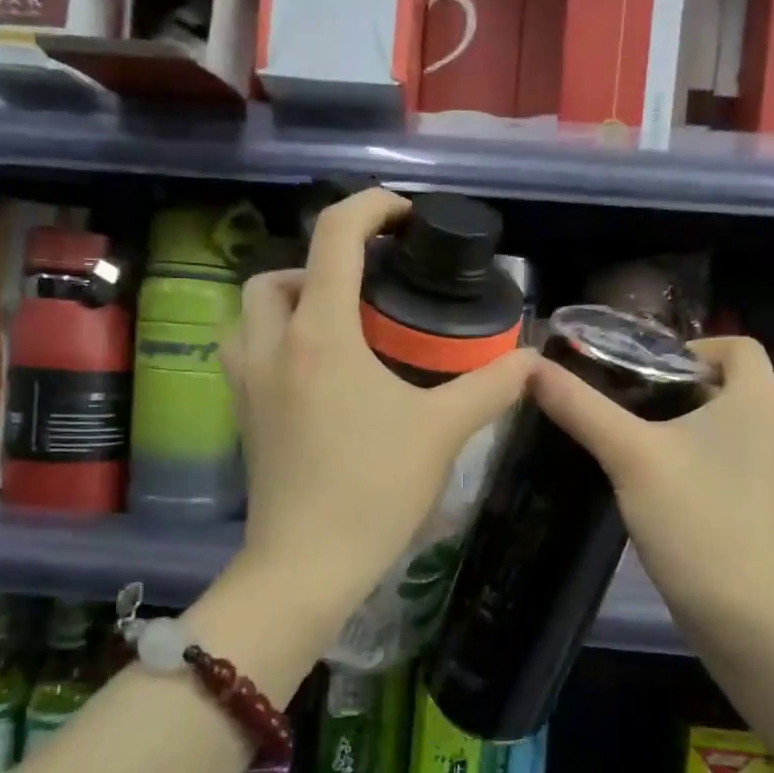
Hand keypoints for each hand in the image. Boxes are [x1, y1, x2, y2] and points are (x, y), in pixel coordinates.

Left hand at [222, 189, 537, 630]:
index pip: (334, 237)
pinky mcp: (241, 415)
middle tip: (368, 291)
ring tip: (338, 326)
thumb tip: (532, 358)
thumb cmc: (373, 490)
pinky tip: (314, 373)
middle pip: (280, 273)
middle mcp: (271, 345)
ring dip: (289, 301)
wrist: (306, 565)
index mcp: (320, 334)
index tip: (404, 215)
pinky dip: (274, 340)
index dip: (371, 207)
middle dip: (322, 265)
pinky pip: (246, 352)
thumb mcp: (443, 432)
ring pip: (250, 312)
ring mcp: (246, 382)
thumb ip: (492, 386)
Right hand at [532, 335, 773, 646]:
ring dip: (691, 423)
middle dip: (681, 387)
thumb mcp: (628, 454)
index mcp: (759, 401)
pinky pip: (736, 458)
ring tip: (642, 441)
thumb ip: (581, 407)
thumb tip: (533, 368)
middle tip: (631, 404)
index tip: (647, 373)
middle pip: (732, 384)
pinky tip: (667, 480)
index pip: (738, 345)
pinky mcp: (770, 502)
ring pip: (733, 424)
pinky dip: (705, 455)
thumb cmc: (690, 516)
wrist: (737, 608)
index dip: (692, 348)